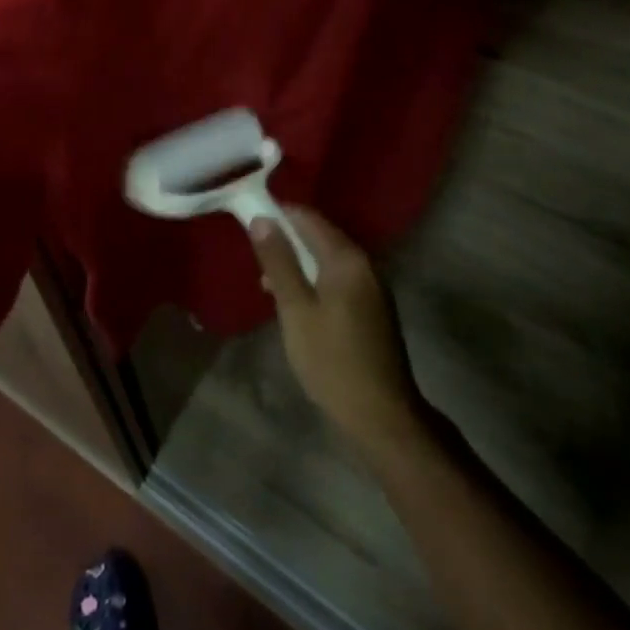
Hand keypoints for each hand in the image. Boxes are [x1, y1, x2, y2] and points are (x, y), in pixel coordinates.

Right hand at [251, 207, 425, 452]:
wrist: (381, 415)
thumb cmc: (331, 361)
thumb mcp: (296, 310)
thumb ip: (279, 262)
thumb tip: (261, 218)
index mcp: (347, 259)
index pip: (308, 218)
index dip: (277, 214)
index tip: (248, 222)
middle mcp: (364, 264)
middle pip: (319, 236)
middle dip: (286, 241)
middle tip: (255, 259)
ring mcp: (372, 287)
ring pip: (327, 260)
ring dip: (298, 264)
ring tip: (268, 284)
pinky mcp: (372, 308)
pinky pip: (337, 279)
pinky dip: (314, 282)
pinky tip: (296, 304)